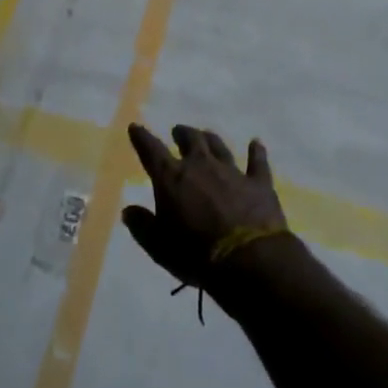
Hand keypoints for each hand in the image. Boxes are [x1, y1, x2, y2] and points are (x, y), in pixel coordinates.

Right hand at [122, 124, 288, 290]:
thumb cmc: (196, 254)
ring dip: (210, 139)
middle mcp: (201, 166)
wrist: (249, 260)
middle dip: (182, 134)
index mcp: (172, 178)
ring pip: (219, 146)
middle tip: (178, 132)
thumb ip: (142, 226)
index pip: (151, 150)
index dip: (141, 137)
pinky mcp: (258, 183)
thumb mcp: (158, 246)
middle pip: (190, 140)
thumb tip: (128, 211)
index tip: (135, 127)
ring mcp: (232, 171)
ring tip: (206, 135)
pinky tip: (256, 143)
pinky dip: (256, 152)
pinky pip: (257, 162)